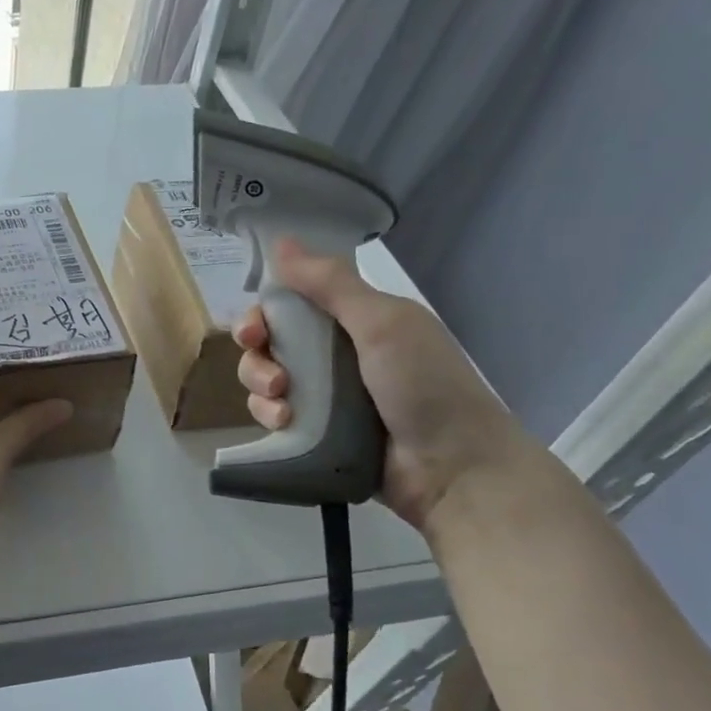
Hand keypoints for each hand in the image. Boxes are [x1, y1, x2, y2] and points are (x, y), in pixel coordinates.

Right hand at [234, 238, 532, 533]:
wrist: (455, 469)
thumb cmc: (423, 386)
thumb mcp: (383, 323)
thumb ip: (331, 283)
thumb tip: (281, 241)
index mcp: (356, 321)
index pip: (292, 303)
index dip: (265, 311)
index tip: (254, 328)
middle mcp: (337, 353)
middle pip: (271, 341)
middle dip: (257, 353)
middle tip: (269, 372)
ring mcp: (326, 396)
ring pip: (266, 378)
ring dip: (260, 385)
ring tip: (280, 402)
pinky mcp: (316, 432)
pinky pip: (274, 415)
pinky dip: (269, 415)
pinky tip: (283, 423)